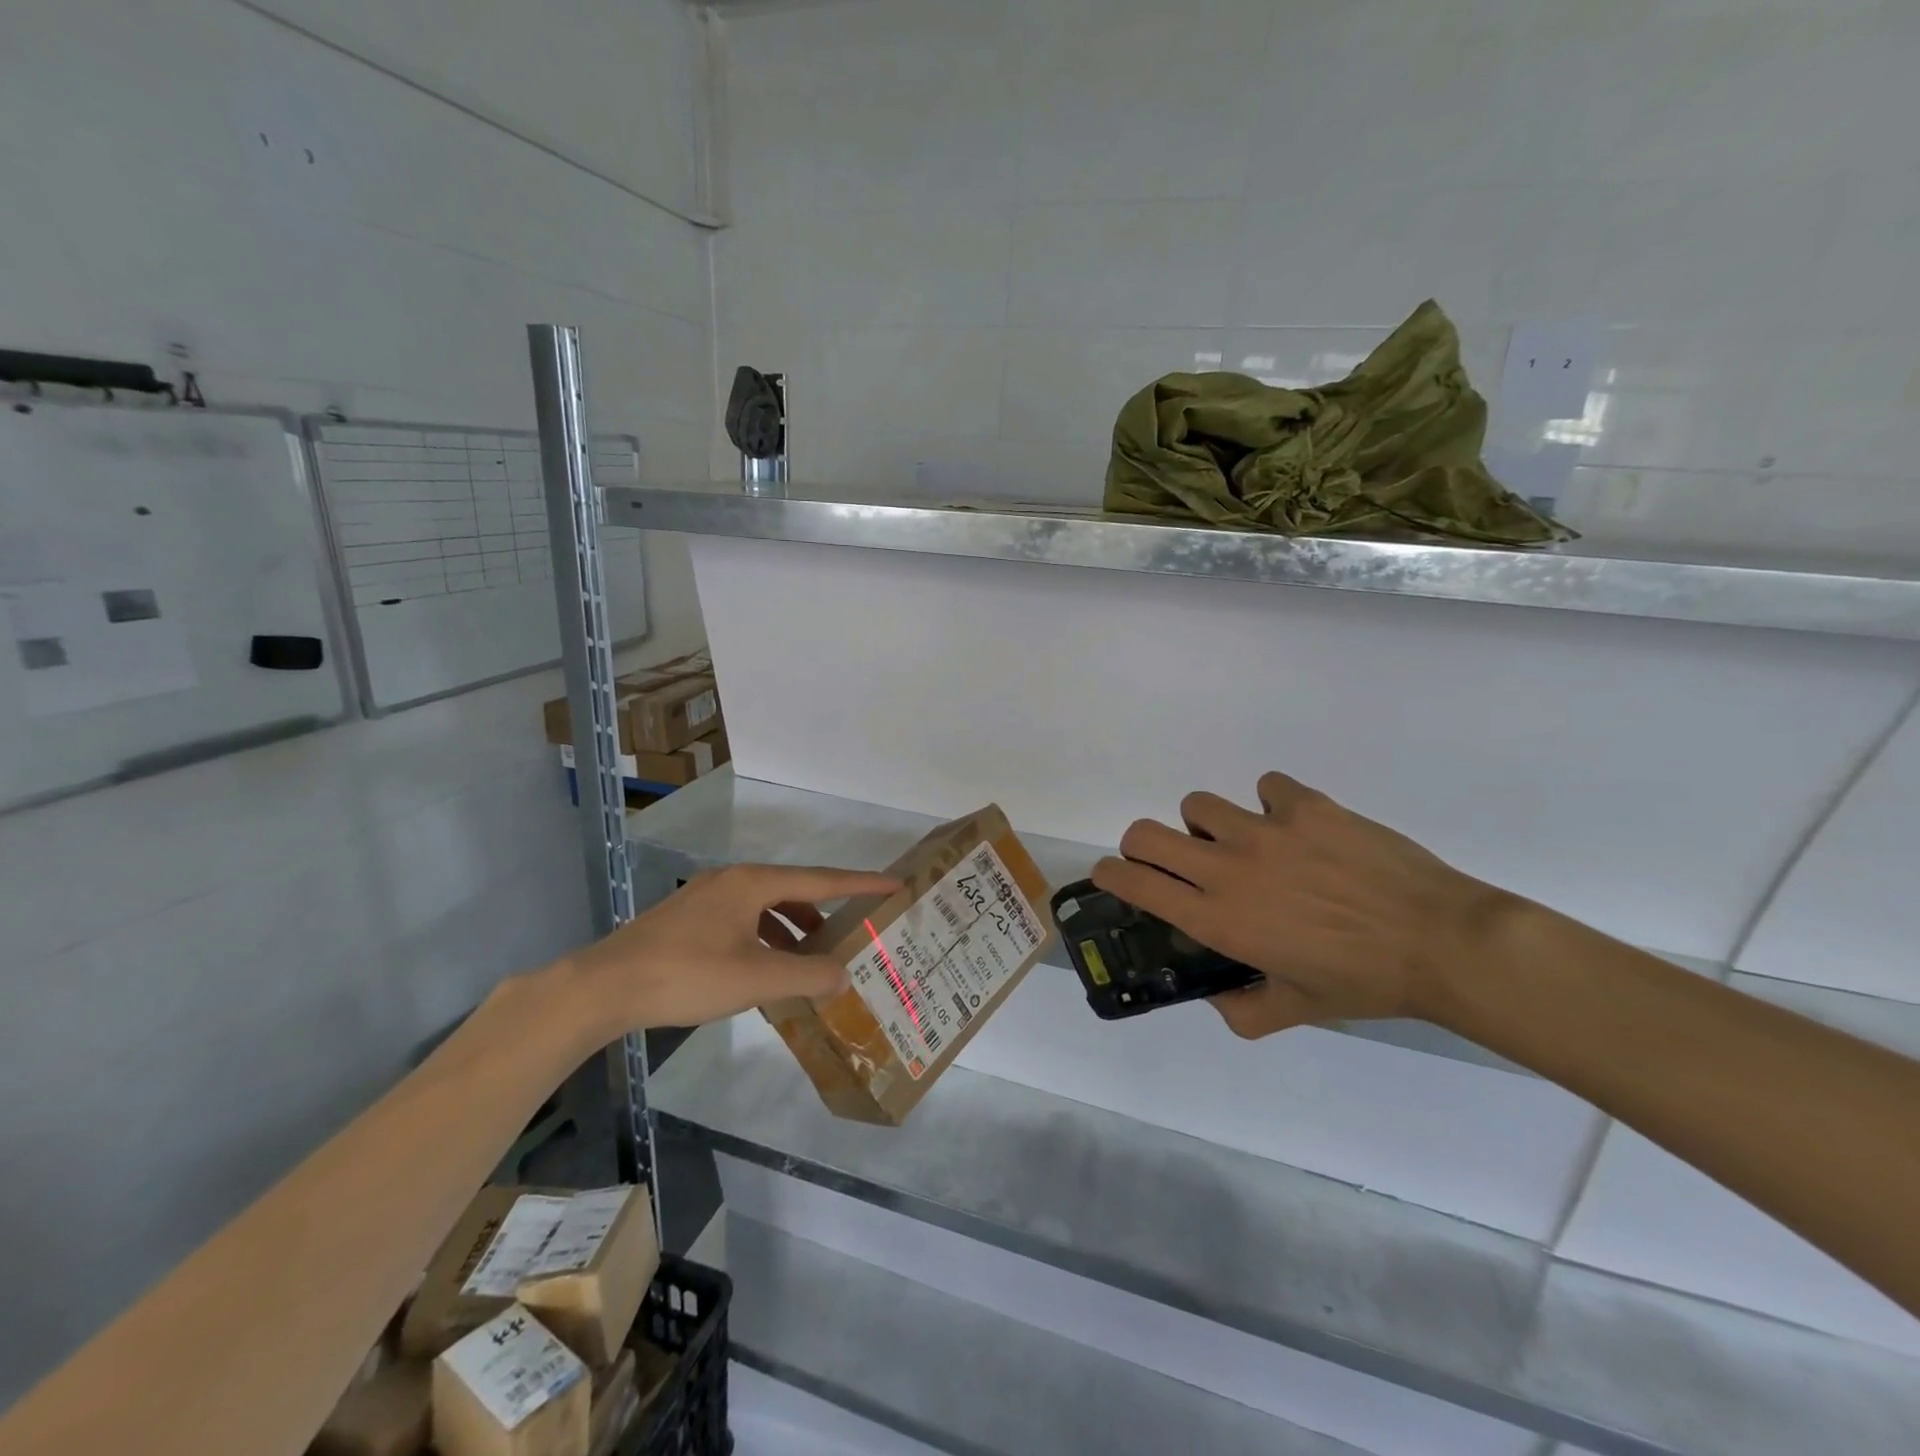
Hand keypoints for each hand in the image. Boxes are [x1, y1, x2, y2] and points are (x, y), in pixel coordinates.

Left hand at [565, 863, 899, 1033]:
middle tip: (853, 932)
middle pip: (794, 891)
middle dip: (825, 912)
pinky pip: (744, 921)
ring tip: (813, 959)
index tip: (894, 884)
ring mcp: (707, 899)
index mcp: (753, 883)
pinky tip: (767, 969)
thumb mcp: (756, 978)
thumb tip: (843, 975)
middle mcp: (733, 881)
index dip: (860, 884)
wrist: (604, 987)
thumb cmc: (686, 974)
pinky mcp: (688, 921)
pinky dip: (766, 939)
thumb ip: (806, 975)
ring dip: (794, 929)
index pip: (821, 880)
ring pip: (766, 908)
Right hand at [1092, 773, 1512, 1038]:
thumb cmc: (1364, 982)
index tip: (1110, 875)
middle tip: (1168, 860)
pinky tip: (1295, 826)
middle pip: (1146, 833)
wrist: (1441, 942)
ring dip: (1207, 824)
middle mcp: (1226, 868)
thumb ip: (1243, 1010)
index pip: (1135, 884)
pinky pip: (1265, 786)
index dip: (1110, 875)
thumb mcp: (1296, 1009)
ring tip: (1241, 842)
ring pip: (1198, 805)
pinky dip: (1270, 802)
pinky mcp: (1304, 805)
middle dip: (1141, 845)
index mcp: (1218, 918)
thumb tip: (1217, 999)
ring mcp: (1264, 830)